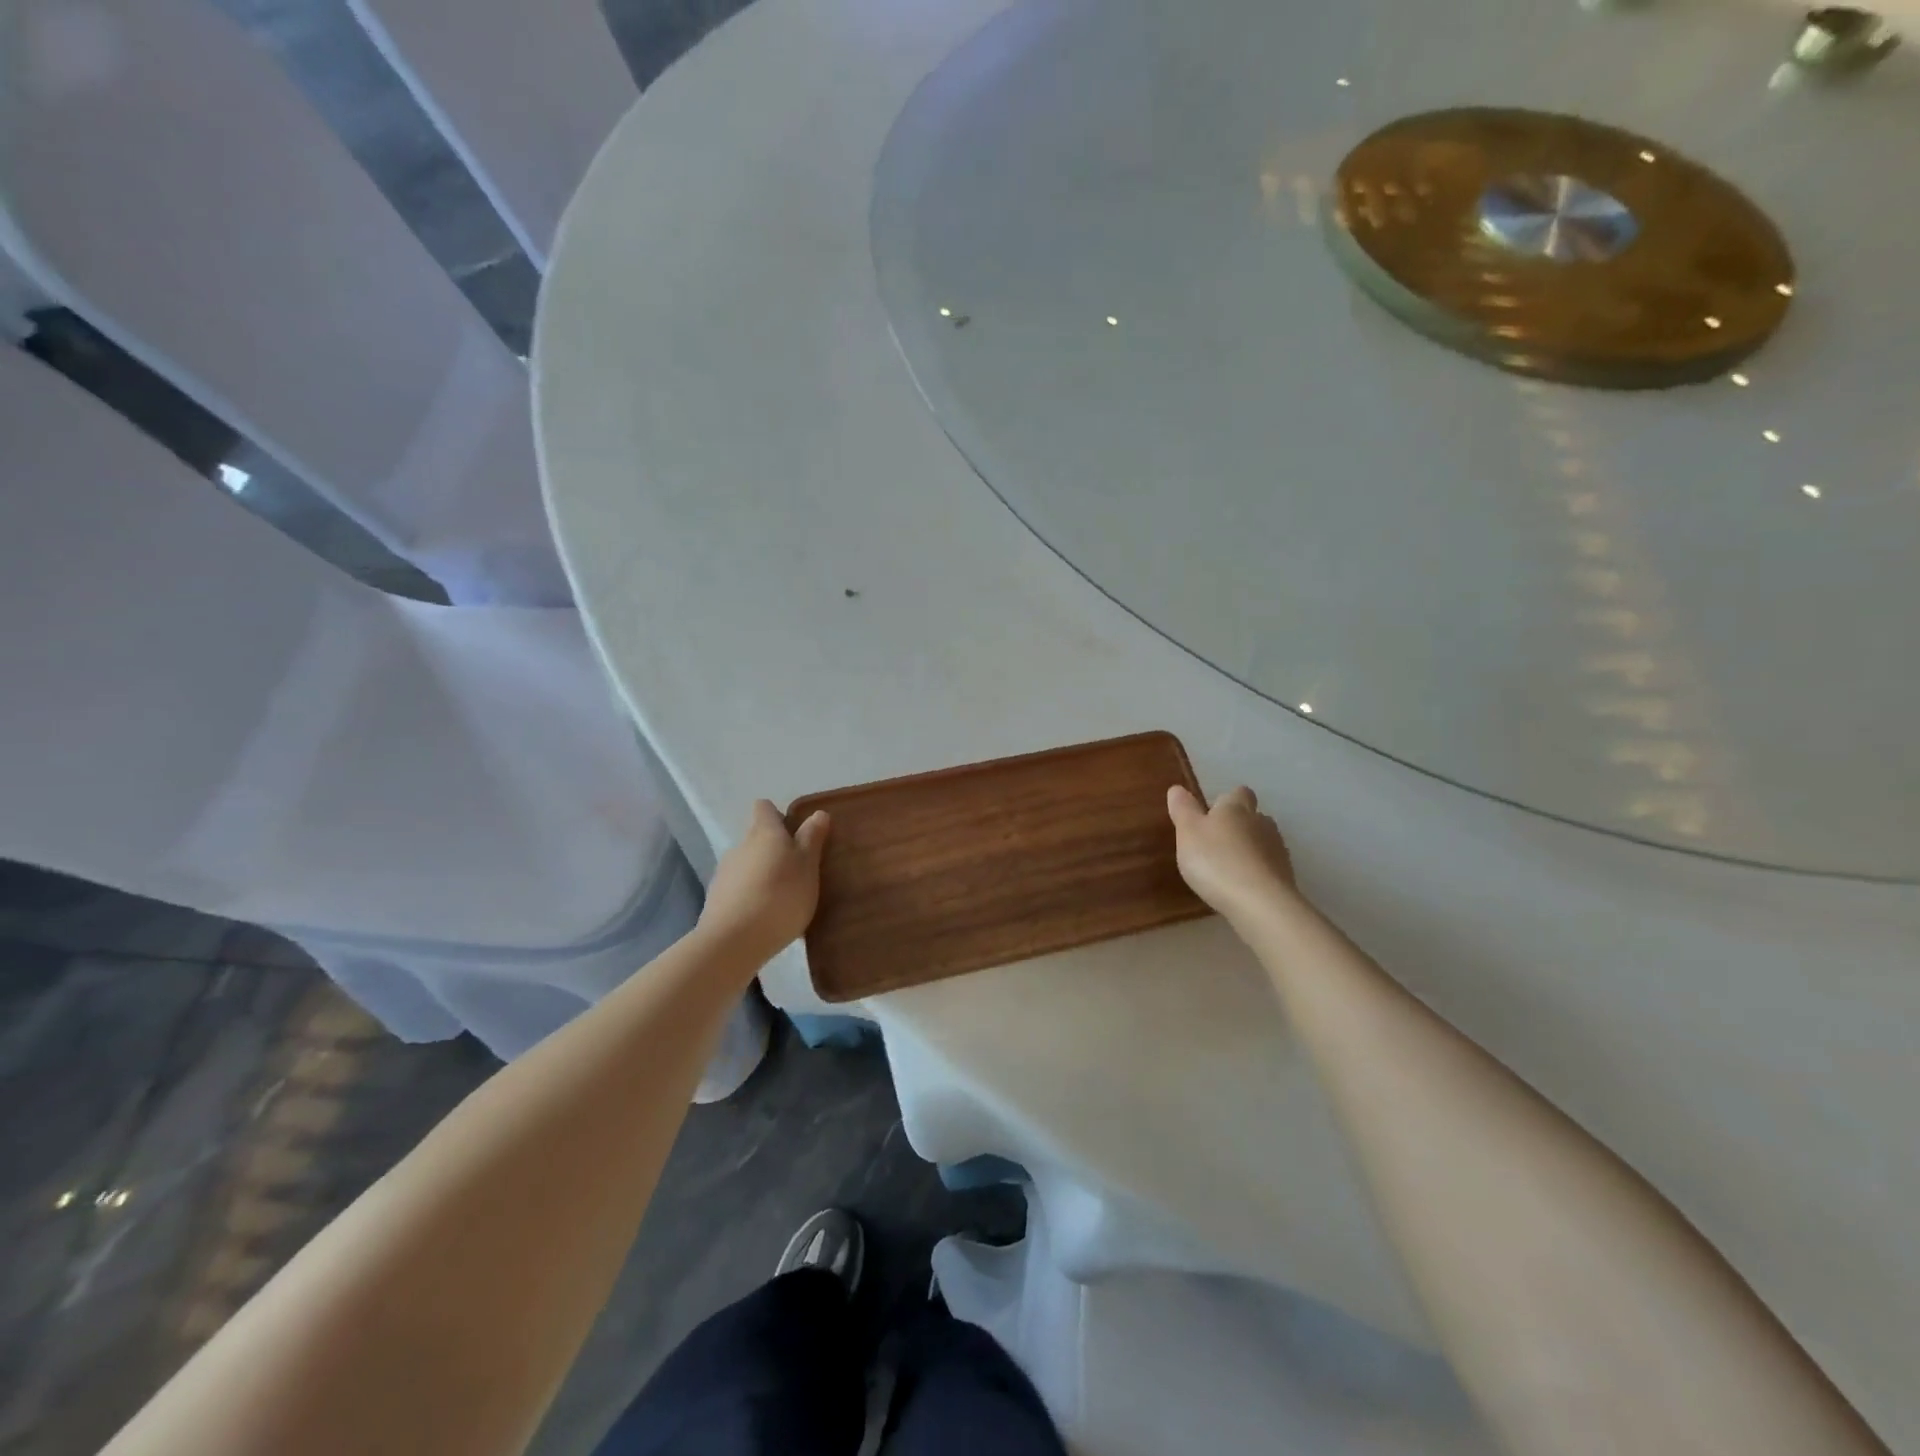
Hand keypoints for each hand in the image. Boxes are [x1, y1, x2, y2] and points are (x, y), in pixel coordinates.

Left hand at [698, 801, 830, 961]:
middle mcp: (740, 846)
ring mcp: (724, 873)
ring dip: (763, 875)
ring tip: (783, 899)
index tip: (796, 833)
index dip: (779, 816)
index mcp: (764, 832)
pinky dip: (752, 897)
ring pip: (748, 865)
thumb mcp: (807, 866)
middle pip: (757, 838)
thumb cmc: (780, 896)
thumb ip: (812, 839)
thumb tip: (817, 812)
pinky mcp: (716, 900)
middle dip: (775, 850)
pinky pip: (739, 890)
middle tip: (798, 872)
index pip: (764, 808)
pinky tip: (765, 918)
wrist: (733, 942)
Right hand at [1167, 784, 1296, 927]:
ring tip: (1229, 867)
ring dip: (1249, 849)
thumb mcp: (1188, 833)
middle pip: (1254, 816)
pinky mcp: (1286, 876)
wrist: (1260, 903)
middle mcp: (1261, 823)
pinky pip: (1269, 867)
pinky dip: (1257, 872)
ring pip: (1263, 841)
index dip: (1227, 800)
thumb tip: (1177, 788)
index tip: (1213, 813)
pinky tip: (1243, 886)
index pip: (1238, 793)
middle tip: (1217, 842)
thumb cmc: (1216, 861)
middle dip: (1239, 825)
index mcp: (1236, 808)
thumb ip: (1183, 809)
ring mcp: (1277, 850)